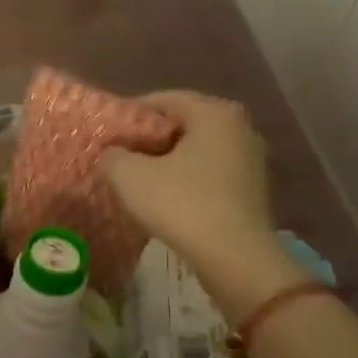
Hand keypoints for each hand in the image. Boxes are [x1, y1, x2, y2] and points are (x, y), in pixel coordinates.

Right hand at [101, 90, 275, 264]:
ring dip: (166, 160)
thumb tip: (114, 153)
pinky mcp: (251, 188)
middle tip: (118, 154)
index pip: (161, 99)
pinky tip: (164, 196)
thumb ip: (113, 155)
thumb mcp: (128, 175)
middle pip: (181, 123)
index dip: (128, 114)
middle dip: (148, 138)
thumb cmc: (181, 204)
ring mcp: (250, 159)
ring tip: (137, 177)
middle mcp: (239, 127)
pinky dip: (185, 178)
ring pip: (195, 149)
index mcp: (214, 113)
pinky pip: (208, 172)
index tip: (106, 133)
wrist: (234, 257)